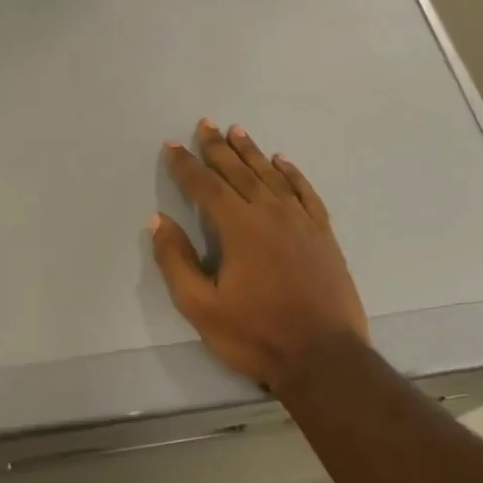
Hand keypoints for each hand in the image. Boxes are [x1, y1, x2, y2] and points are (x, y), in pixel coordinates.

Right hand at [150, 119, 368, 391]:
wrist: (324, 358)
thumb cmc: (256, 334)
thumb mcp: (201, 306)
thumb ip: (176, 260)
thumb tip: (158, 220)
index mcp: (239, 227)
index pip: (206, 186)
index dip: (186, 165)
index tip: (172, 146)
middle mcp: (271, 213)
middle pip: (239, 172)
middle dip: (218, 147)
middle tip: (205, 124)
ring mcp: (302, 222)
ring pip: (272, 176)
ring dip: (252, 152)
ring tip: (237, 131)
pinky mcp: (323, 235)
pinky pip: (305, 192)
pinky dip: (292, 174)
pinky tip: (283, 162)